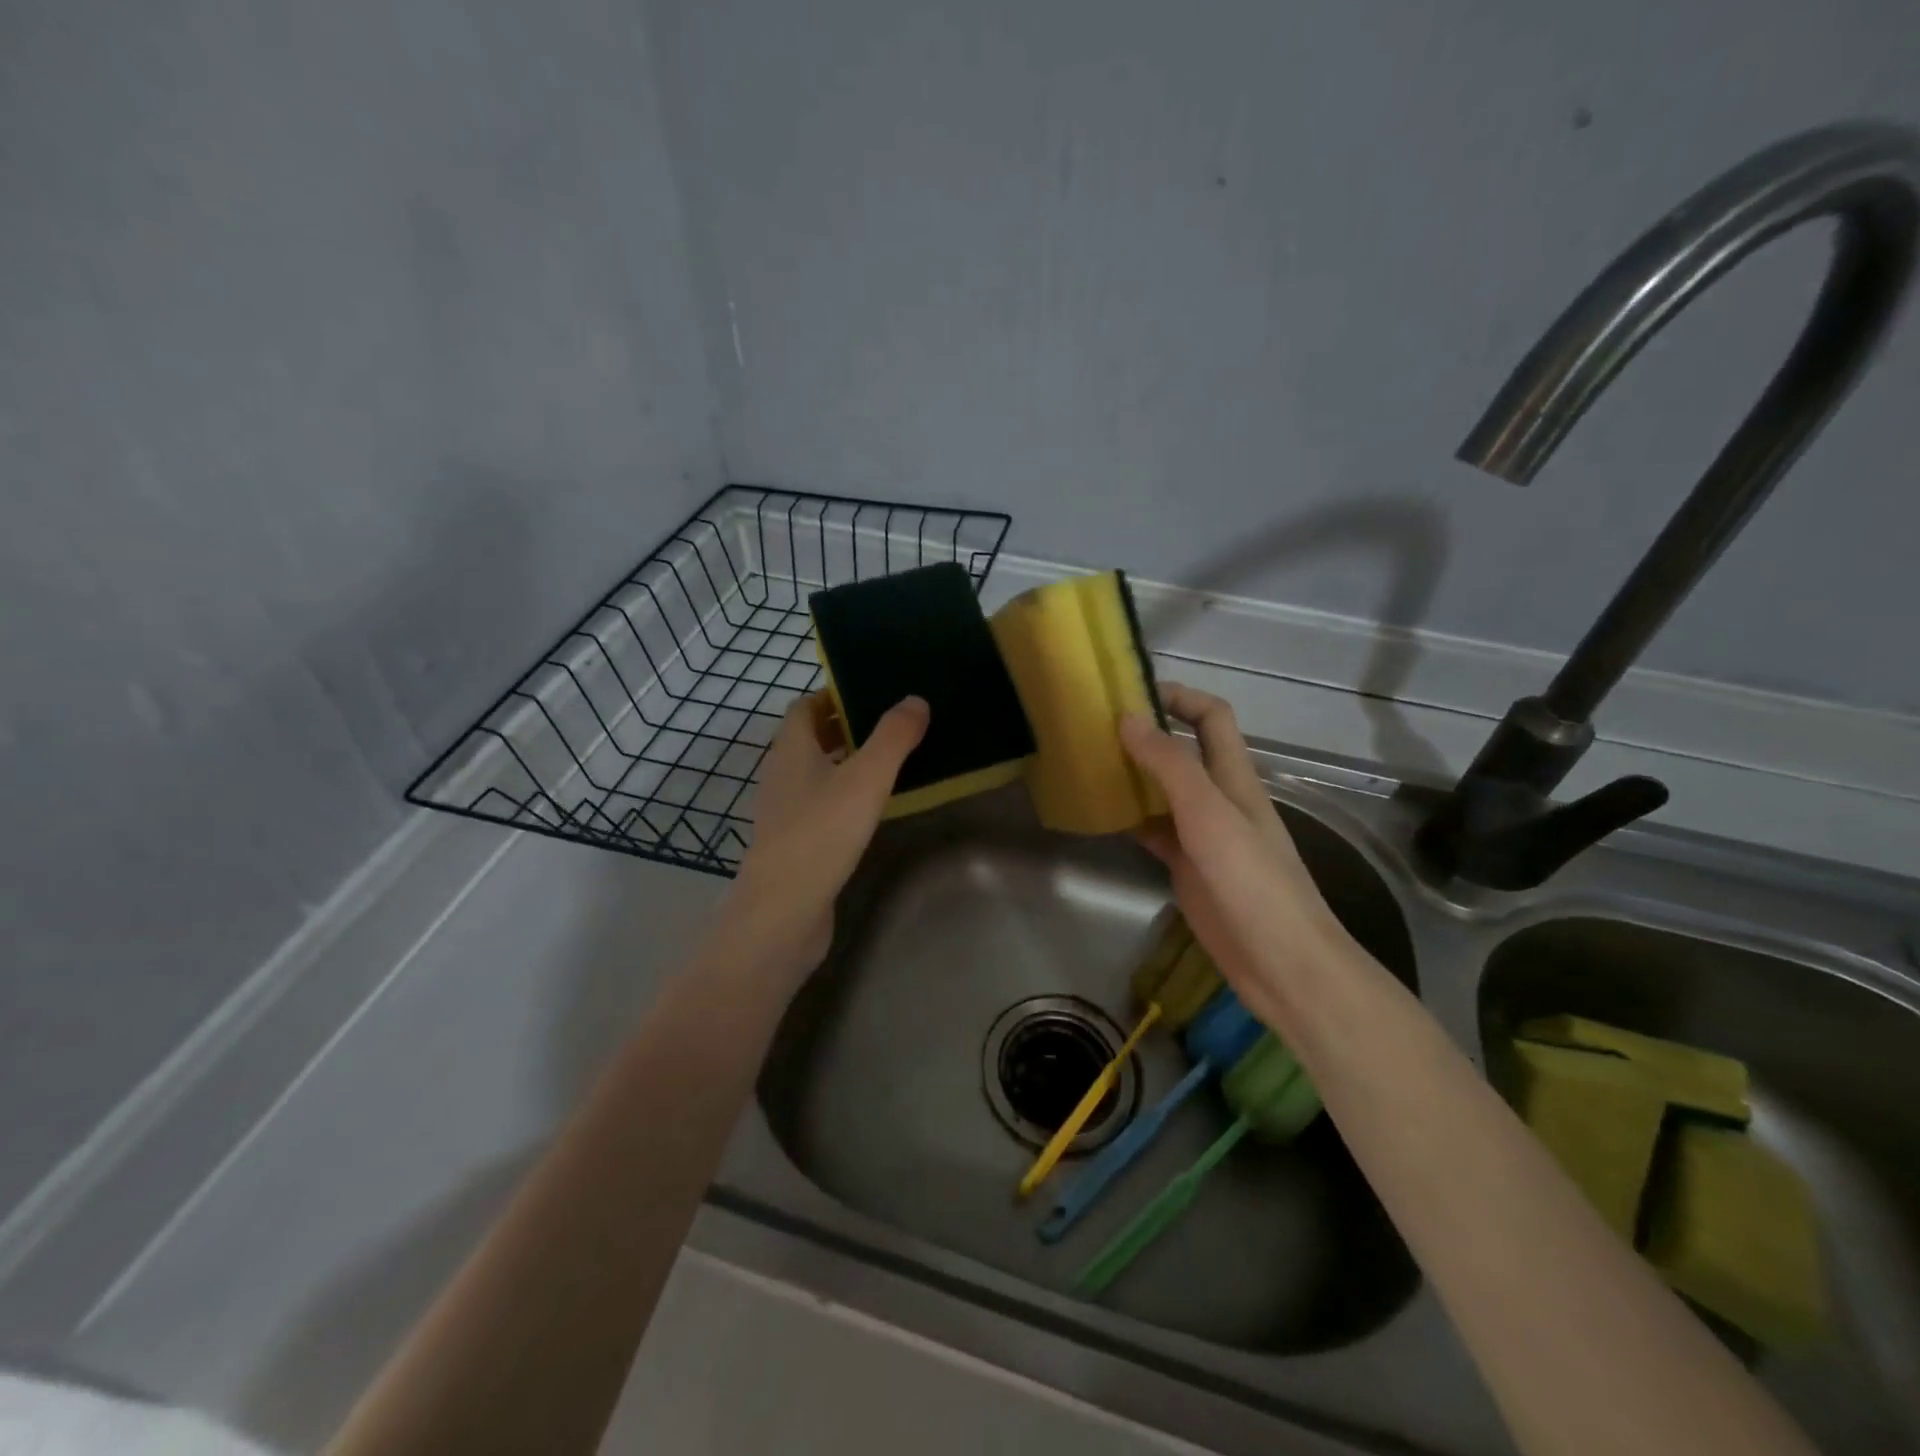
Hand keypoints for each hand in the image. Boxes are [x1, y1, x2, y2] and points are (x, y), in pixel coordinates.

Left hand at [725, 691, 929, 977]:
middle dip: (843, 728)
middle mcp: (781, 775)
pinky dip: (841, 796)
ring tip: (887, 762)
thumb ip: (893, 737)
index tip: (870, 693)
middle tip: (888, 725)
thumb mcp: (866, 778)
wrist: (783, 910)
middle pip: (809, 739)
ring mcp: (783, 811)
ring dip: (843, 762)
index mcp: (790, 749)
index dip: (833, 695)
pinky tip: (869, 810)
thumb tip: (915, 700)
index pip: (804, 707)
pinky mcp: (792, 843)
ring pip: (814, 774)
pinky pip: (818, 805)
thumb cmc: (822, 833)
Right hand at [1120, 683, 1352, 1031]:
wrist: (1281, 963)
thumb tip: (1128, 717)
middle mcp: (1218, 797)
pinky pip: (1152, 829)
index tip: (1131, 692)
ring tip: (1086, 764)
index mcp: (1234, 776)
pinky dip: (1128, 817)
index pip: (1211, 716)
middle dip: (1145, 733)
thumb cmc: (1252, 882)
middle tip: (1093, 728)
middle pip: (1182, 750)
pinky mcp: (1186, 865)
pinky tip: (1100, 815)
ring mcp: (1201, 833)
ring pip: (1162, 790)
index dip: (1179, 696)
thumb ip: (1170, 765)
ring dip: (1131, 774)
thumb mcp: (1209, 815)